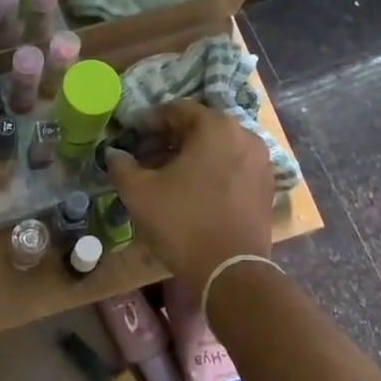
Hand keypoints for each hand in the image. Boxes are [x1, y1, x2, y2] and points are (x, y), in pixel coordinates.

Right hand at [108, 101, 274, 285]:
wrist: (230, 270)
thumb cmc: (182, 223)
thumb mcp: (140, 193)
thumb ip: (122, 166)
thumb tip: (114, 154)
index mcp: (216, 127)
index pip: (177, 110)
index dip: (149, 121)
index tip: (131, 136)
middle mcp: (244, 135)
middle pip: (200, 127)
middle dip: (169, 139)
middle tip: (144, 157)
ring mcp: (260, 161)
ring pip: (217, 147)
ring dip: (190, 155)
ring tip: (165, 176)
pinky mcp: (266, 186)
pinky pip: (232, 166)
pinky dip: (210, 170)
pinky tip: (192, 191)